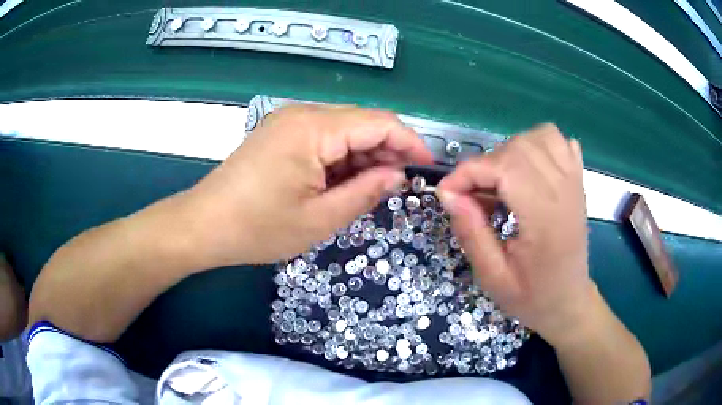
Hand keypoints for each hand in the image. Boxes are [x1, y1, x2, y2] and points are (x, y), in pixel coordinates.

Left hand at [185, 105, 433, 266]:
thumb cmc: (258, 228)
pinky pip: (323, 137)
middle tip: (398, 185)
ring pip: (344, 130)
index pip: (378, 123)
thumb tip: (397, 174)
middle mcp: (302, 114)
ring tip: (371, 188)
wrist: (203, 225)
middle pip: (362, 122)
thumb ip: (365, 193)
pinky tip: (343, 181)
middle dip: (387, 151)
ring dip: (364, 155)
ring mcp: (288, 121)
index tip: (426, 167)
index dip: (409, 142)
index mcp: (313, 129)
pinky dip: (341, 157)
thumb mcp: (319, 219)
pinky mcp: (280, 133)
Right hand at [437, 124, 592, 342]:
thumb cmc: (532, 296)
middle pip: (520, 147)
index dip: (468, 173)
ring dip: (512, 150)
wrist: (568, 302)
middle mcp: (563, 192)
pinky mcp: (578, 181)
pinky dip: (540, 144)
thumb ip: (471, 233)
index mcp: (544, 219)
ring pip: (541, 136)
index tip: (447, 193)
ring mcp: (575, 183)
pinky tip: (530, 169)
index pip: (504, 168)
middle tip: (474, 195)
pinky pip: (561, 141)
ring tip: (502, 181)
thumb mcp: (493, 277)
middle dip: (486, 164)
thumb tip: (448, 194)